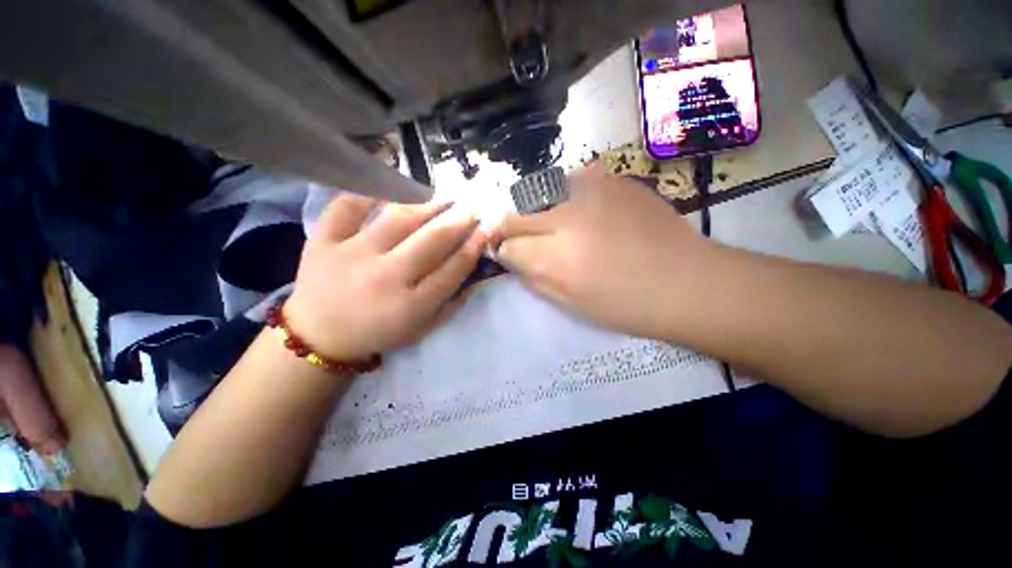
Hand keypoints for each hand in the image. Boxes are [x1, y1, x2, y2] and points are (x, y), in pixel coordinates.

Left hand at [285, 194, 486, 361]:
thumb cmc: (377, 334)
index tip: (485, 231)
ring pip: (397, 219)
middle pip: (431, 241)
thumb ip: (450, 305)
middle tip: (471, 209)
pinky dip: (369, 190)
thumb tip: (475, 276)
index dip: (473, 247)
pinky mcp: (323, 242)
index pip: (452, 270)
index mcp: (410, 305)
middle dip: (458, 221)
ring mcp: (352, 255)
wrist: (318, 337)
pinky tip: (390, 183)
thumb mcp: (421, 330)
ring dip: (427, 204)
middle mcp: (385, 277)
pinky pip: (347, 207)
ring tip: (442, 197)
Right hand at [492, 165, 713, 338]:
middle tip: (516, 236)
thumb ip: (533, 278)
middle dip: (509, 227)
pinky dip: (563, 194)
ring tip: (547, 223)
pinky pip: (570, 181)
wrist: (685, 282)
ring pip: (538, 193)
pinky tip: (576, 208)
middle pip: (516, 214)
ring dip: (534, 209)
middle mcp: (566, 219)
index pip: (507, 244)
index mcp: (556, 259)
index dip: (502, 249)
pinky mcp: (611, 180)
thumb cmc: (625, 305)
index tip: (504, 251)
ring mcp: (590, 193)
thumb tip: (512, 258)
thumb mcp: (570, 303)